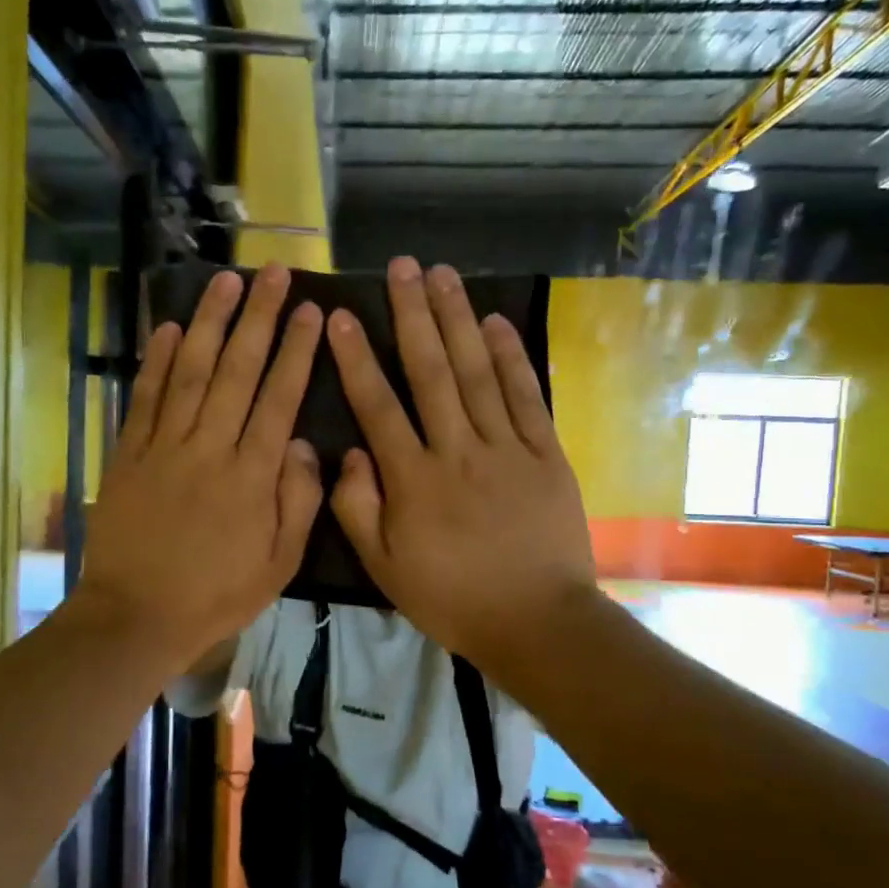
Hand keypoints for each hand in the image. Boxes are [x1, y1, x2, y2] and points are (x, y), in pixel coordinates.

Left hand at [73, 265, 323, 672]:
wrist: (136, 615)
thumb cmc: (216, 595)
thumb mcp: (279, 563)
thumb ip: (298, 501)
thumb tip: (304, 443)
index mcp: (252, 475)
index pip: (279, 398)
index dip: (296, 351)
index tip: (310, 310)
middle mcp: (210, 447)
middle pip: (238, 370)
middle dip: (258, 318)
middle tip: (272, 273)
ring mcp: (165, 447)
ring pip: (192, 372)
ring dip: (210, 323)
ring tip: (226, 281)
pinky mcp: (130, 454)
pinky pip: (146, 399)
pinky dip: (158, 362)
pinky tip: (170, 328)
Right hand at [326, 258, 597, 676]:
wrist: (535, 621)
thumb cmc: (450, 597)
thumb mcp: (384, 566)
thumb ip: (357, 507)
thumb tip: (350, 452)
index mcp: (412, 479)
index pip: (377, 406)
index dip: (357, 358)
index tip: (342, 315)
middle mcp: (457, 450)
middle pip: (431, 371)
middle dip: (413, 315)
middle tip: (401, 267)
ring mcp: (506, 448)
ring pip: (477, 372)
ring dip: (458, 319)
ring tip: (444, 274)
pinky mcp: (545, 454)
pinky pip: (526, 396)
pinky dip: (511, 357)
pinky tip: (495, 322)